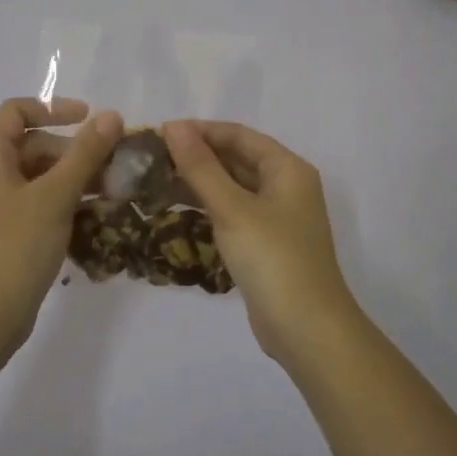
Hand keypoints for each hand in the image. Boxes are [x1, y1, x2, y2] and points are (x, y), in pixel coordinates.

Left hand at [0, 97, 123, 350]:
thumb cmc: (16, 246)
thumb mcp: (56, 195)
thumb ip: (85, 153)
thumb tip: (112, 116)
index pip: (16, 111)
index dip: (54, 108)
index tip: (90, 118)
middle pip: (31, 145)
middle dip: (73, 151)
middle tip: (112, 167)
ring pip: (35, 177)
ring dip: (73, 179)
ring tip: (112, 193)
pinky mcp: (0, 233)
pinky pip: (33, 204)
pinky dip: (61, 203)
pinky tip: (93, 217)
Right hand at [161, 120, 364, 364]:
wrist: (306, 329)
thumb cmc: (272, 259)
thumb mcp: (233, 208)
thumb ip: (201, 166)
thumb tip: (173, 126)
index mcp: (287, 169)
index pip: (239, 135)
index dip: (200, 130)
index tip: (159, 132)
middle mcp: (285, 186)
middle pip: (236, 159)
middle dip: (196, 155)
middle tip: (150, 157)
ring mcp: (276, 217)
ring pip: (232, 187)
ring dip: (197, 181)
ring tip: (154, 179)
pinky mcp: (264, 243)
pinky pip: (232, 212)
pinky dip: (206, 206)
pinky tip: (175, 208)